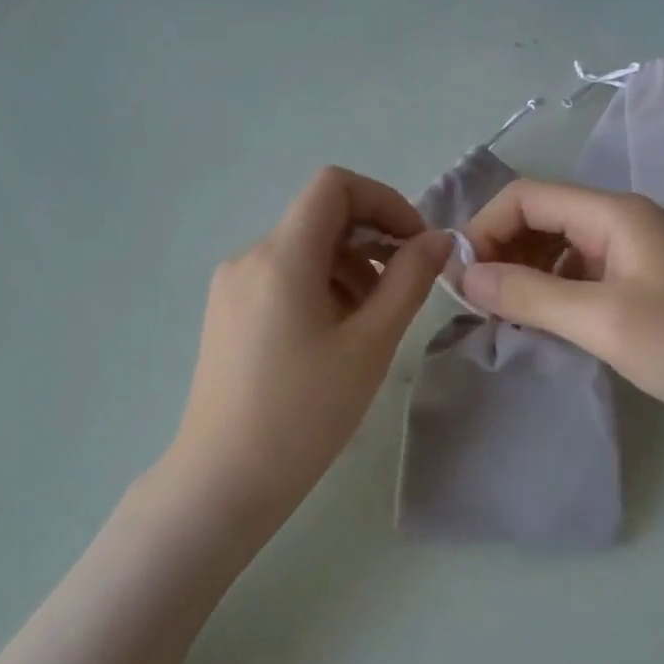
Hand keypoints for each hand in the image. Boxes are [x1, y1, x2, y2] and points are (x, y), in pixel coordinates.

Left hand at [166, 167, 449, 523]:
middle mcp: (249, 257)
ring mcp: (232, 286)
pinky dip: (319, 288)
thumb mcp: (370, 344)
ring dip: (348, 268)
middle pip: (319, 218)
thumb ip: (409, 281)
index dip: (383, 200)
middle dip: (371, 241)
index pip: (333, 185)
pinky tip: (335, 335)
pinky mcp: (226, 312)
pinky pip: (281, 278)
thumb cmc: (305, 413)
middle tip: (403, 291)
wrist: (225, 479)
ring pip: (302, 250)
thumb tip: (438, 239)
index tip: (414, 244)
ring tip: (371, 323)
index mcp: (281, 256)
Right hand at [460, 180, 663, 456]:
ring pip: (556, 251)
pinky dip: (548, 295)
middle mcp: (620, 226)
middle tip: (476, 301)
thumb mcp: (602, 320)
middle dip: (501, 250)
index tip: (462, 277)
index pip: (528, 197)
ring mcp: (631, 261)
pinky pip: (577, 280)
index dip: (486, 227)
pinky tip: (537, 326)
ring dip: (522, 274)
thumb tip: (463, 276)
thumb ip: (528, 294)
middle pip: (540, 219)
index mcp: (613, 215)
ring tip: (499, 315)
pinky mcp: (637, 294)